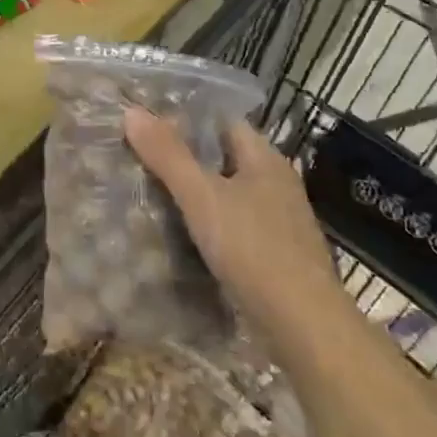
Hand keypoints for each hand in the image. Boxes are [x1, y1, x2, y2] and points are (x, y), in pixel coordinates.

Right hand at [123, 108, 340, 325]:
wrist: (304, 325)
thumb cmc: (254, 249)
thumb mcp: (202, 197)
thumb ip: (167, 155)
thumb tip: (132, 111)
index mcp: (265, 158)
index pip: (222, 121)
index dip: (185, 117)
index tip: (146, 121)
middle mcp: (276, 181)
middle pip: (223, 156)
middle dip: (184, 155)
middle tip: (138, 155)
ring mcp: (278, 219)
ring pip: (227, 192)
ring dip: (195, 191)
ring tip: (149, 190)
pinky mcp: (274, 252)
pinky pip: (233, 223)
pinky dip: (208, 221)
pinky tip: (181, 232)